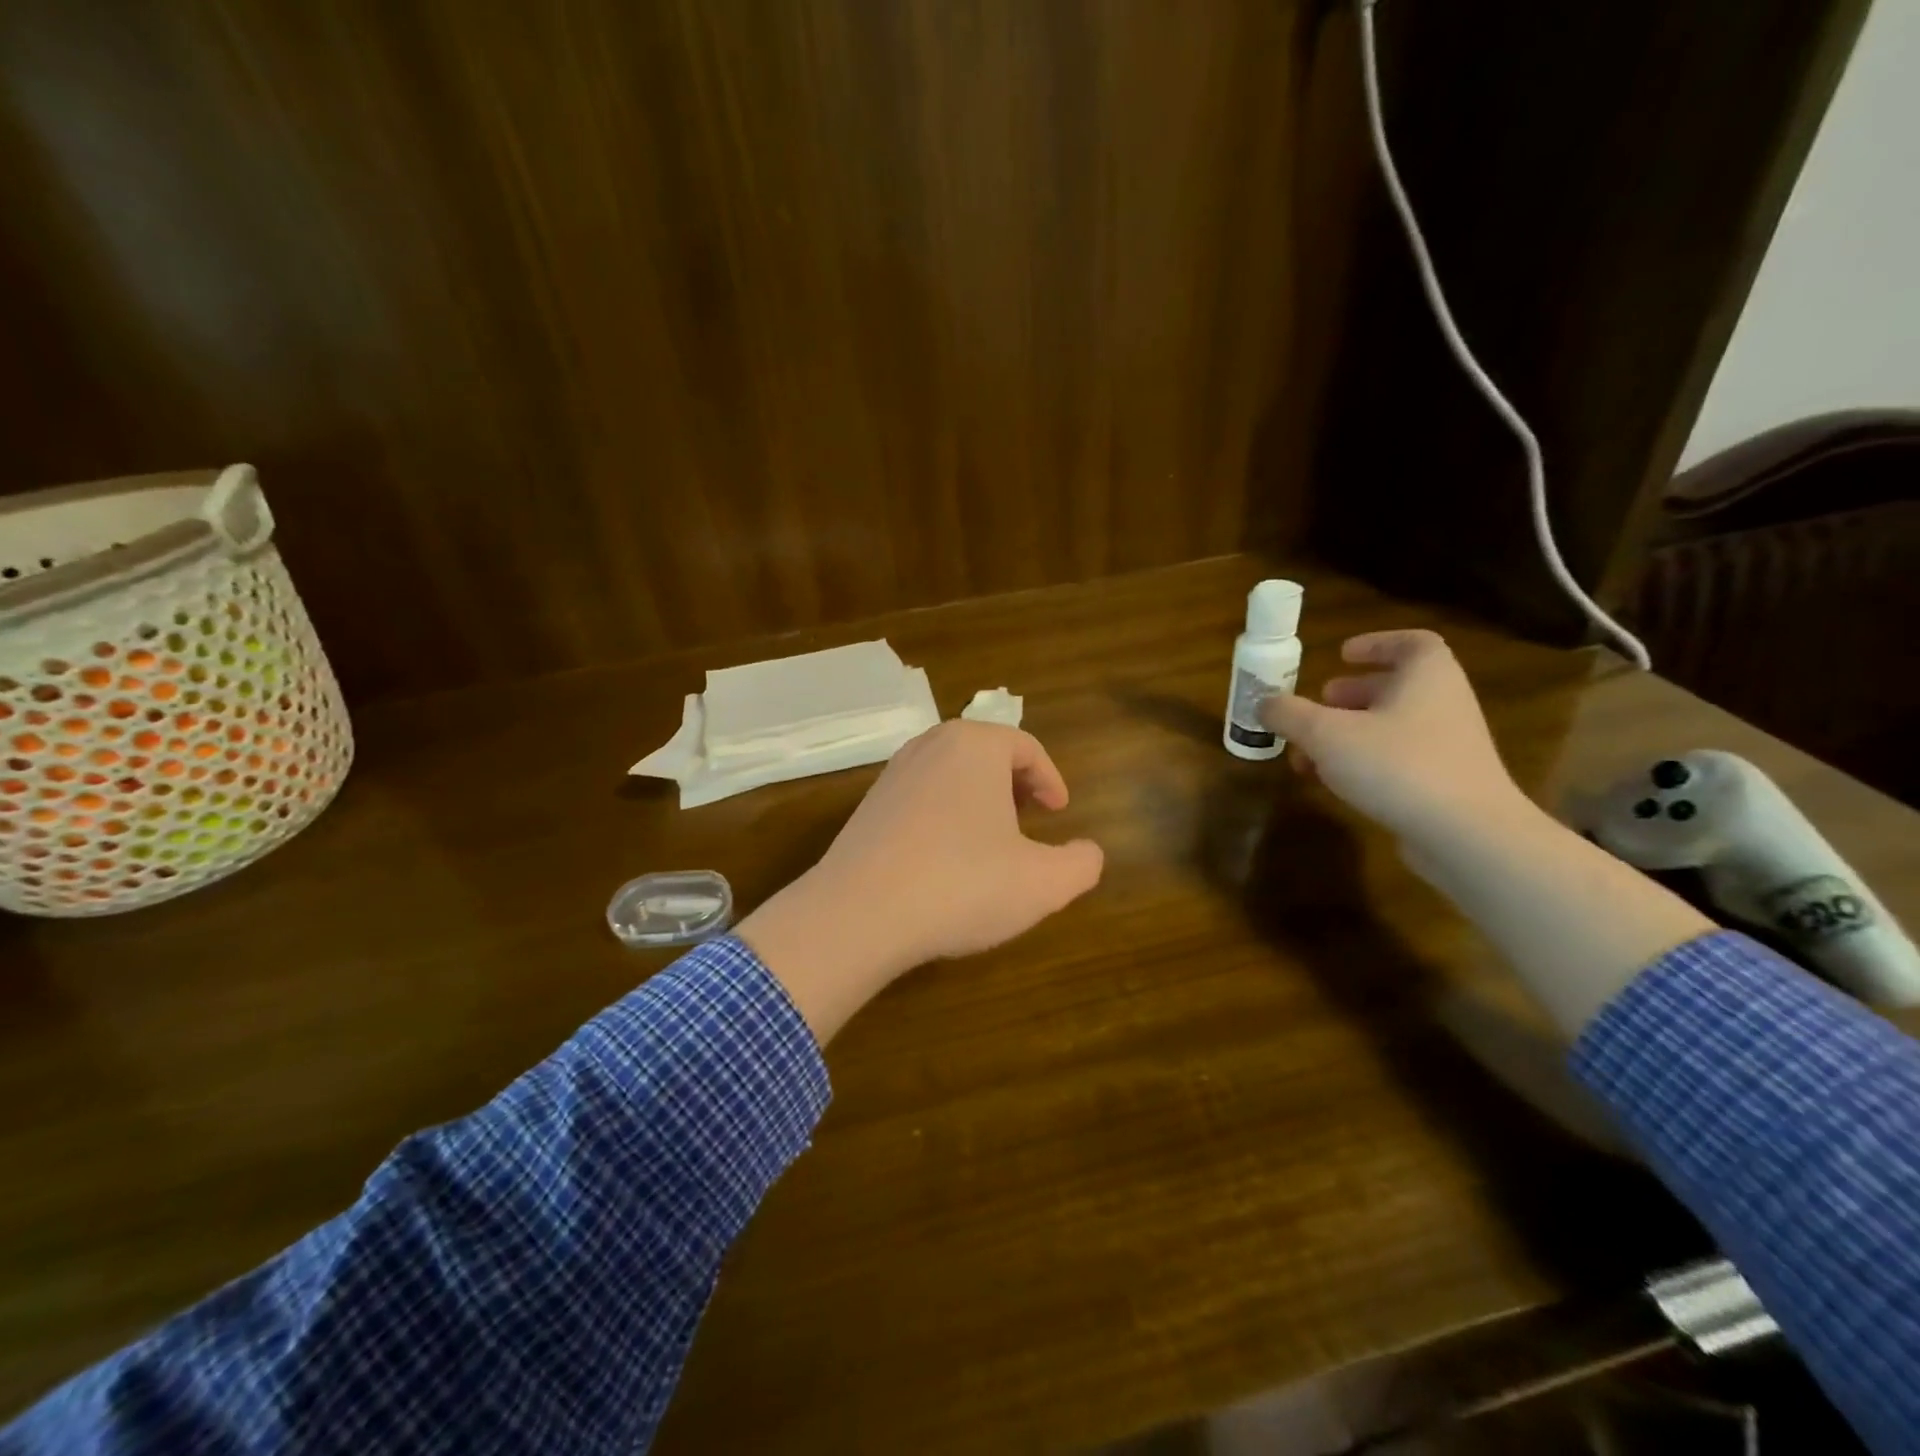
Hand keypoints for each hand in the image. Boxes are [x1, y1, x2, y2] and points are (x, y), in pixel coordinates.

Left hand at [737, 721, 1103, 1041]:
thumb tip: (1089, 852)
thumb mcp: (1043, 883)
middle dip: (1014, 784)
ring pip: (951, 774)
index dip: (1050, 779)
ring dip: (978, 800)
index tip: (1060, 812)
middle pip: (985, 753)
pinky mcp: (867, 806)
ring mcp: (892, 774)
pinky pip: (920, 798)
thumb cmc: (962, 885)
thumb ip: (1081, 864)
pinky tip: (946, 859)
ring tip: (991, 840)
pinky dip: (944, 816)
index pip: (1026, 747)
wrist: (858, 914)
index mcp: (974, 745)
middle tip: (1030, 820)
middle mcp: (930, 746)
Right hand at [1268, 629, 1712, 1035]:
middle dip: (1355, 694)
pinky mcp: (1447, 798)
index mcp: (1429, 682)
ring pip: (1396, 733)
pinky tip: (1333, 787)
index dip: (1375, 643)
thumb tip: (1261, 704)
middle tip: (1317, 702)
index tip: (1340, 653)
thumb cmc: (1405, 773)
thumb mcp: (1330, 735)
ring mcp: (1453, 757)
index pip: (1410, 645)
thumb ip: (1291, 716)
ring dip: (1355, 735)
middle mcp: (1446, 714)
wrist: (1472, 846)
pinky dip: (1366, 768)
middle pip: (1399, 692)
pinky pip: (1399, 768)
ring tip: (1309, 750)